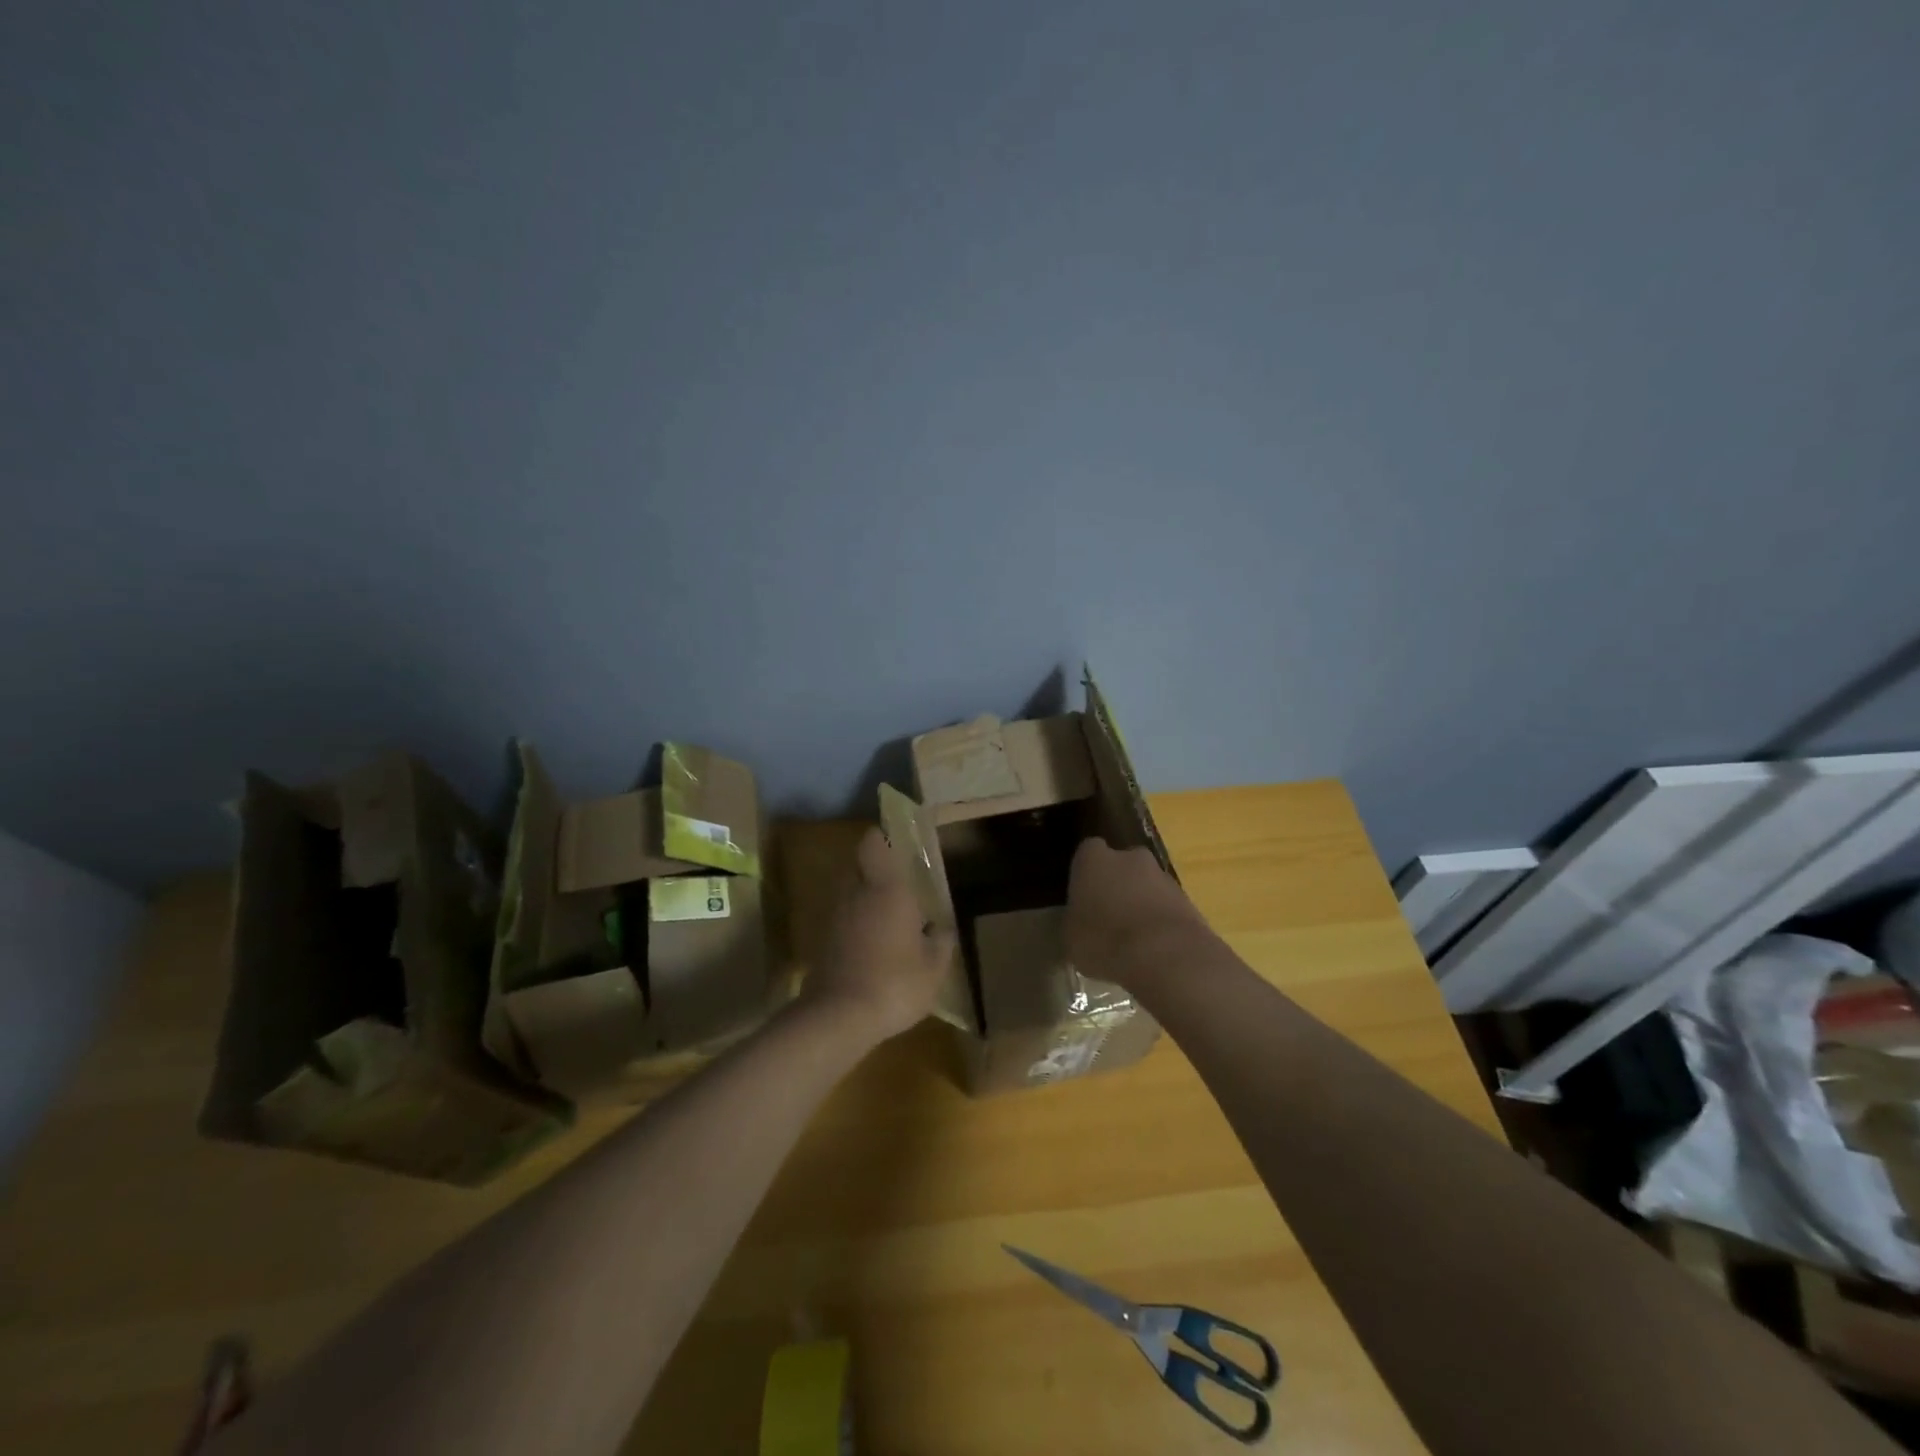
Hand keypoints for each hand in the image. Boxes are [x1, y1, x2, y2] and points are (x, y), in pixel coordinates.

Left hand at [803, 827, 956, 1045]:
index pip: (873, 843)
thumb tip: (941, 929)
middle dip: (875, 870)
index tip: (896, 844)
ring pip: (849, 892)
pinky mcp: (823, 939)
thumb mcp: (934, 968)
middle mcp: (857, 892)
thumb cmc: (895, 983)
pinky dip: (854, 923)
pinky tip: (871, 944)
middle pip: (859, 865)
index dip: (882, 838)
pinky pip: (842, 918)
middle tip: (898, 886)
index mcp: (887, 888)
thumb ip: (941, 942)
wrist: (839, 1017)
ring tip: (887, 919)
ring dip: (864, 898)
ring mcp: (835, 915)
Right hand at [1066, 837, 1208, 990]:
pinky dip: (1160, 921)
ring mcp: (1163, 876)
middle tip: (1108, 915)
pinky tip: (1155, 948)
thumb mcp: (1071, 938)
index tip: (1082, 895)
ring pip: (1146, 885)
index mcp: (1094, 859)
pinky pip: (1166, 906)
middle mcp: (1129, 858)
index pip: (1087, 852)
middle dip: (1117, 884)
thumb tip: (1078, 922)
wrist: (1166, 955)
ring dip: (1141, 903)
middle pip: (1121, 864)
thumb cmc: (1104, 941)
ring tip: (1133, 939)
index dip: (1085, 873)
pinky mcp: (1188, 899)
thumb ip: (1074, 921)